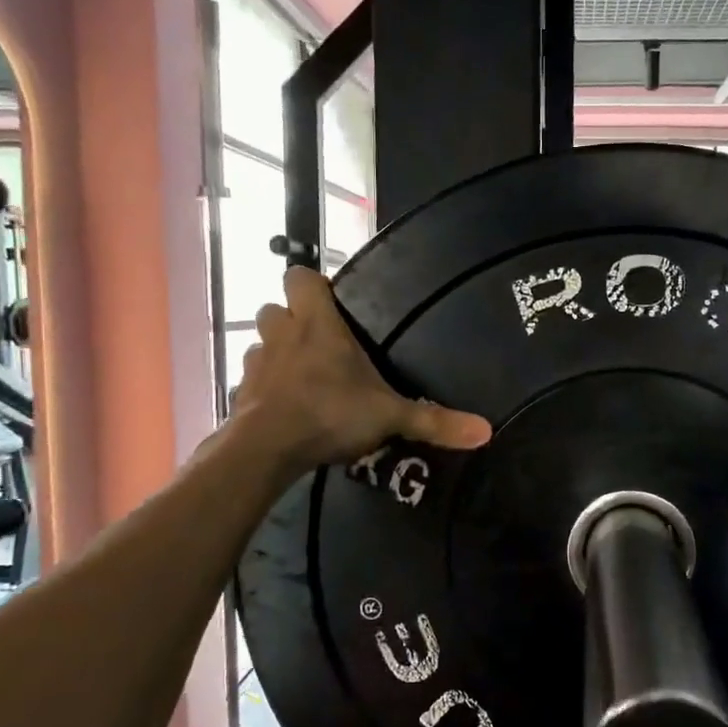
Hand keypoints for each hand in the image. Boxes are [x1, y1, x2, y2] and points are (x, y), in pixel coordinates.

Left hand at [233, 267, 491, 473]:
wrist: (266, 449)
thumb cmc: (329, 413)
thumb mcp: (390, 417)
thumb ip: (434, 421)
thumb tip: (486, 430)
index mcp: (317, 324)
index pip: (300, 277)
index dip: (313, 285)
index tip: (332, 303)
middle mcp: (282, 333)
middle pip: (275, 308)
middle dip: (293, 319)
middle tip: (321, 343)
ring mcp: (256, 362)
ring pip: (261, 342)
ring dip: (277, 352)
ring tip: (303, 376)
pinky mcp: (240, 393)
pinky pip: (252, 380)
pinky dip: (265, 387)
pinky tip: (284, 407)